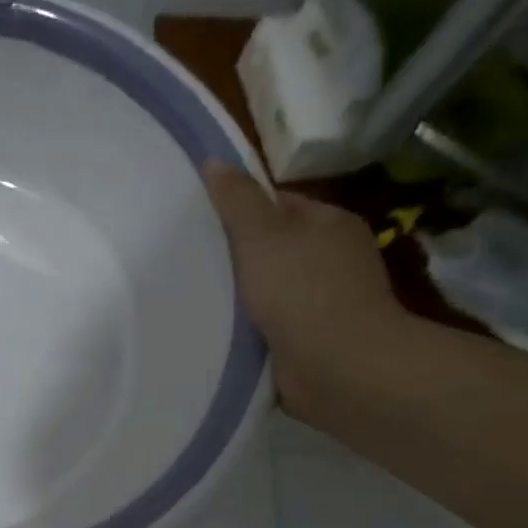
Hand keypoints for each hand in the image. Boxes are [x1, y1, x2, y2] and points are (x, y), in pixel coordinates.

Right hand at [202, 161, 404, 414]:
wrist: (337, 367)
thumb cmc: (301, 290)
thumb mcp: (262, 234)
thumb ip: (237, 199)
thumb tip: (214, 160)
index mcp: (330, 224)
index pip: (280, 204)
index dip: (242, 209)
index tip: (201, 221)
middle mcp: (333, 259)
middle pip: (273, 247)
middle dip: (237, 254)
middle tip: (190, 258)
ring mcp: (324, 302)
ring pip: (269, 287)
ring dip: (240, 294)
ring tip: (195, 293)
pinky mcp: (312, 339)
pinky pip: (270, 323)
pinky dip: (248, 325)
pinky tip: (218, 327)